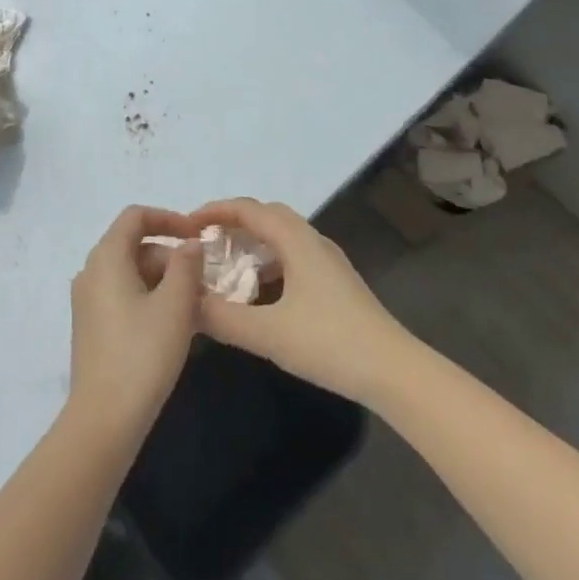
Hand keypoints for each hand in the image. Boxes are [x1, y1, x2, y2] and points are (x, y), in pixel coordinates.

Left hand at [66, 207, 203, 441]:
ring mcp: (87, 300)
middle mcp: (90, 272)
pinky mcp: (91, 325)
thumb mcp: (175, 304)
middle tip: (203, 282)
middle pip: (134, 245)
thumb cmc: (143, 353)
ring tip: (194, 305)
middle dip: (171, 256)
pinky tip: (172, 324)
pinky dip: (149, 297)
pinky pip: (123, 294)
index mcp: (106, 258)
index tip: (197, 235)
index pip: (135, 216)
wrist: (104, 419)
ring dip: (163, 279)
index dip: (168, 218)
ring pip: (131, 272)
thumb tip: (190, 243)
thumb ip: (186, 264)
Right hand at [190, 198, 414, 405]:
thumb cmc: (330, 343)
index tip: (187, 225)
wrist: (393, 370)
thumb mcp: (268, 333)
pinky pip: (294, 257)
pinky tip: (259, 294)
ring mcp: (328, 262)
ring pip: (283, 238)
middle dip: (233, 224)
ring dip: (253, 244)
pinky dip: (269, 264)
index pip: (249, 209)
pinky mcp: (336, 283)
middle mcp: (313, 241)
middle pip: (267, 216)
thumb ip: (222, 317)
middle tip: (204, 243)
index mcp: (296, 241)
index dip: (215, 211)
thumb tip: (185, 303)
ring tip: (226, 267)